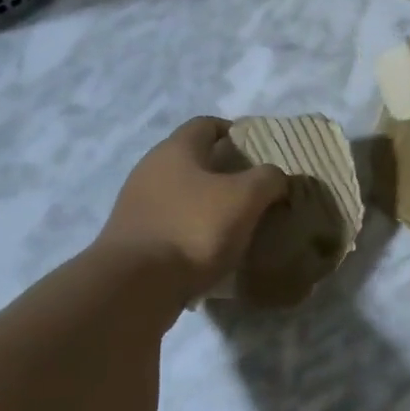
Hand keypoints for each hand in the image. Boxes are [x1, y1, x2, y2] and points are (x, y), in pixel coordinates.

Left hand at [98, 119, 288, 301]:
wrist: (135, 286)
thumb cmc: (193, 229)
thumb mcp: (245, 198)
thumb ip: (268, 179)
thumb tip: (276, 178)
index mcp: (176, 149)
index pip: (207, 124)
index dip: (235, 132)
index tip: (260, 152)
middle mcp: (150, 169)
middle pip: (193, 160)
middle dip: (225, 172)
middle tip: (255, 191)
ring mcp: (136, 204)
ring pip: (182, 194)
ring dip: (208, 204)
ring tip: (237, 224)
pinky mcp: (132, 238)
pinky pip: (170, 224)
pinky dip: (191, 231)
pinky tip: (210, 251)